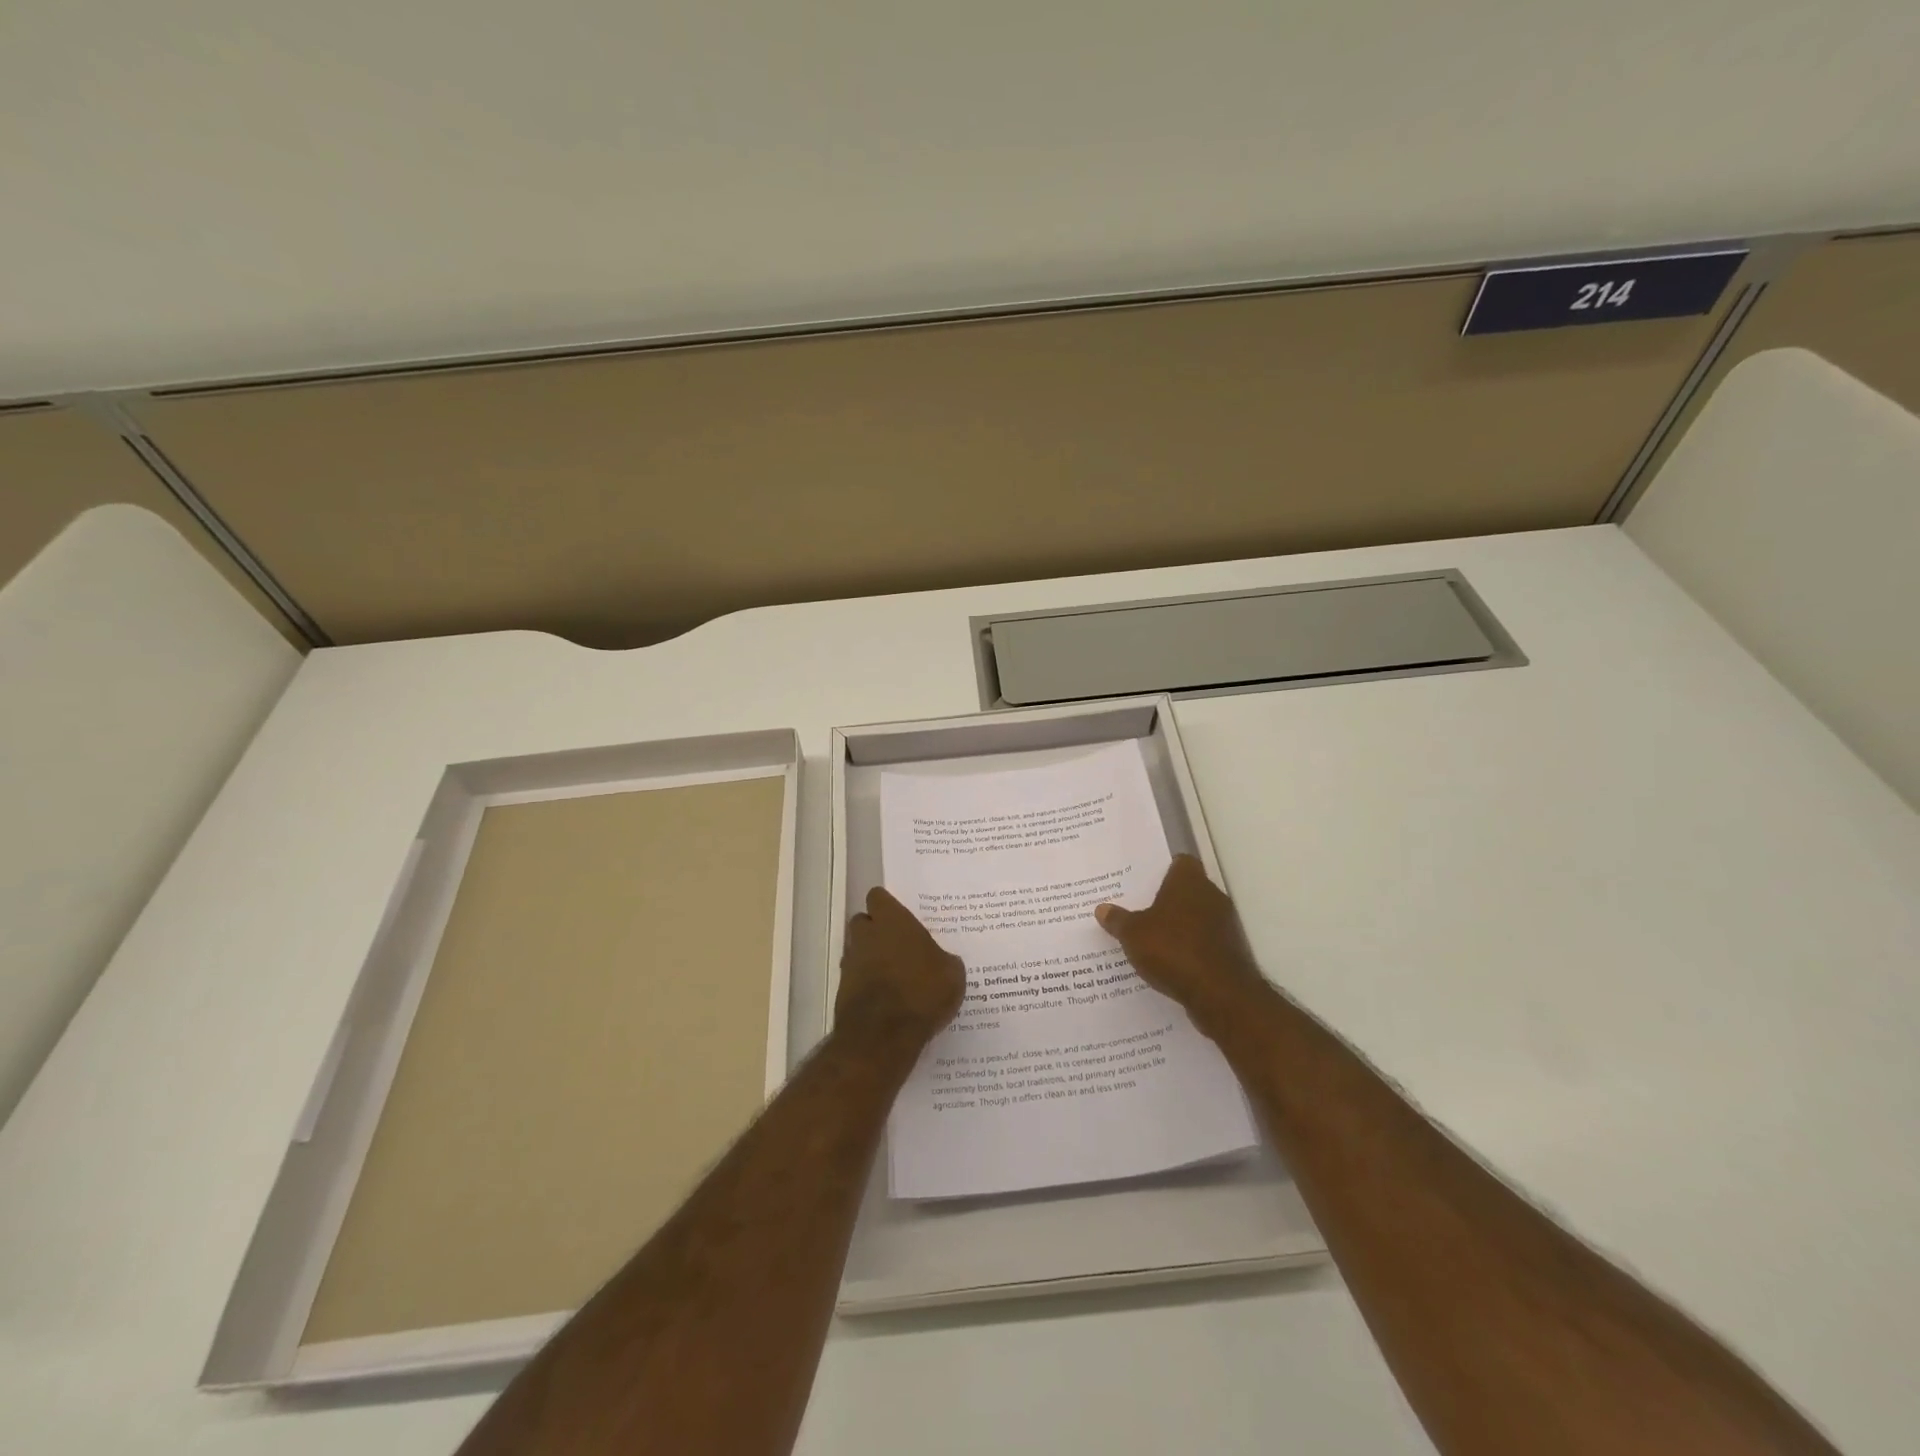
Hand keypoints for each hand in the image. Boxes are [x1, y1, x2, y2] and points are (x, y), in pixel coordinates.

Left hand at [835, 887, 965, 1053]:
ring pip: (857, 950)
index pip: (878, 897)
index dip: (888, 906)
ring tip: (894, 976)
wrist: (882, 1036)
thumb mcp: (952, 974)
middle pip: (863, 921)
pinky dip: (866, 983)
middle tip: (899, 946)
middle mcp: (866, 935)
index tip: (902, 918)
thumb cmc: (922, 992)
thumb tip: (941, 960)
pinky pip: (855, 977)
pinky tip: (885, 999)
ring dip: (870, 957)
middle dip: (876, 930)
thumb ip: (944, 959)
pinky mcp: (842, 989)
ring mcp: (851, 962)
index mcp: (892, 921)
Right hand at [1095, 855, 1271, 1039]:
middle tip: (1142, 909)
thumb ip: (1118, 920)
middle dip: (1169, 900)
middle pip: (1189, 890)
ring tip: (1153, 938)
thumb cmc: (1172, 949)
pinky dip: (1191, 948)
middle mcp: (1211, 895)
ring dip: (1181, 926)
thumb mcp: (1133, 934)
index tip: (1146, 881)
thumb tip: (1102, 909)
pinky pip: (1205, 941)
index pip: (1181, 863)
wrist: (1218, 993)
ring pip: (1198, 916)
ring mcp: (1225, 923)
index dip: (1164, 870)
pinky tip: (1171, 962)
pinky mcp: (1231, 950)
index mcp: (1188, 881)